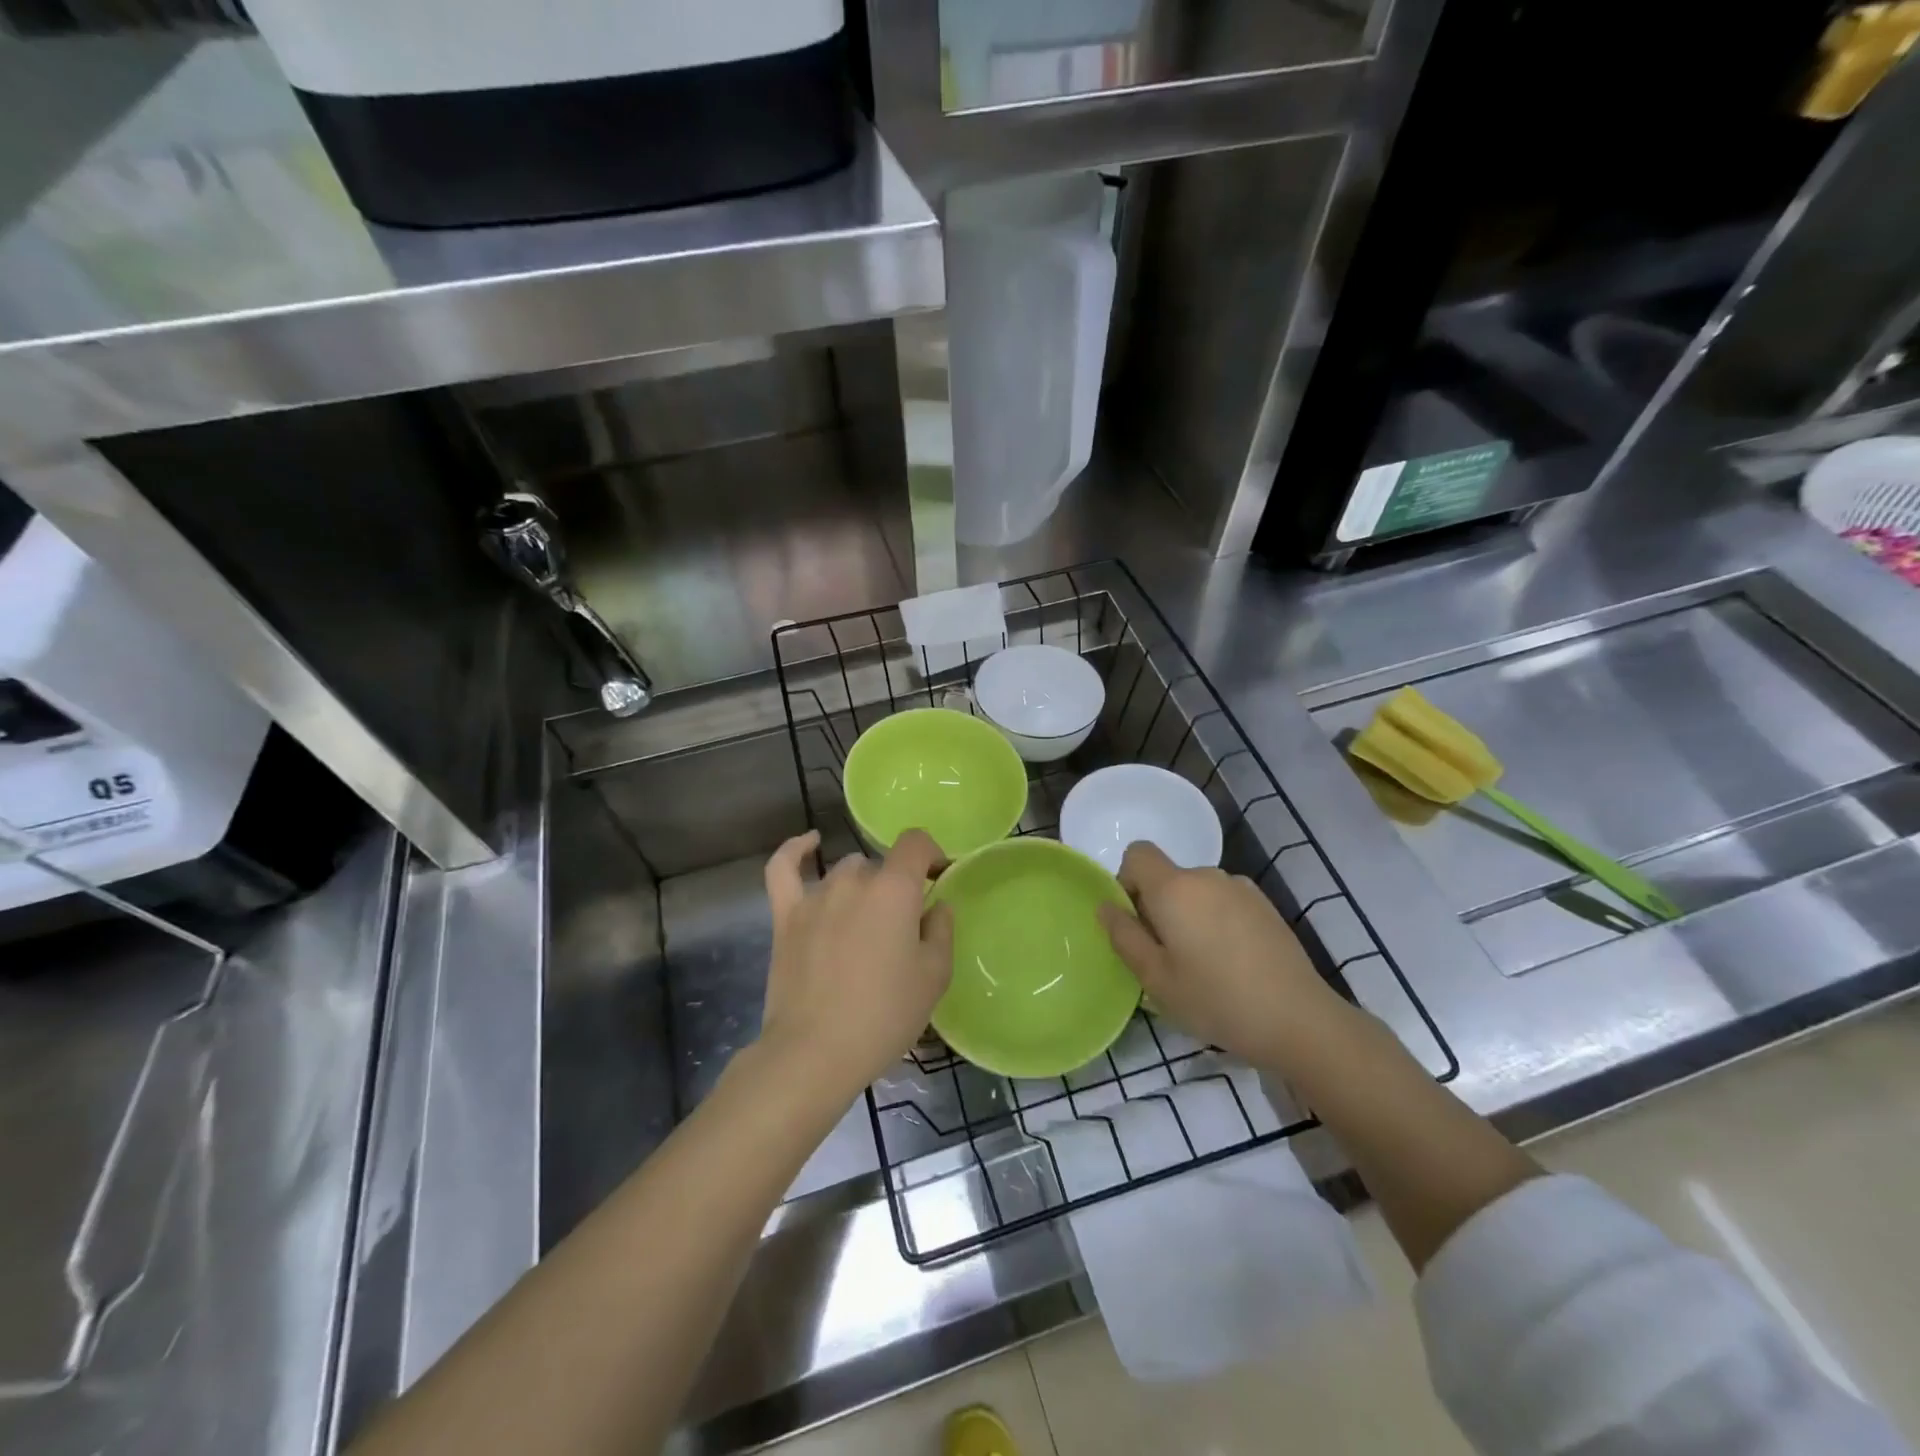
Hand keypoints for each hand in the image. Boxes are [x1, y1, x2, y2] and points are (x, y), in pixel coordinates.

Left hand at [757, 829, 954, 1102]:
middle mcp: (853, 880)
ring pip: (845, 873)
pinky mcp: (785, 915)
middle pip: (881, 867)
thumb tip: (936, 905)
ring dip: (861, 887)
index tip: (938, 879)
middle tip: (902, 929)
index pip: (915, 843)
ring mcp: (815, 896)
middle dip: (896, 888)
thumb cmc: (884, 1015)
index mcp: (894, 890)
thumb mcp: (933, 977)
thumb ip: (941, 930)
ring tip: (866, 924)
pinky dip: (796, 851)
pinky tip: (810, 843)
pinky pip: (784, 868)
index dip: (931, 854)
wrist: (815, 1052)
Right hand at [1097, 842, 1349, 1070]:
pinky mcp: (1265, 905)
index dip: (1127, 881)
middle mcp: (1207, 876)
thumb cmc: (1216, 1000)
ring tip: (1203, 964)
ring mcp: (1241, 888)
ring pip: (1197, 891)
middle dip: (1158, 906)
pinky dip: (1217, 920)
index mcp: (1174, 888)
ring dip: (1189, 915)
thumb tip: (1106, 906)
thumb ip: (1125, 937)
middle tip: (1167, 957)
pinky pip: (1224, 901)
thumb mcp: (1156, 979)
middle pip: (1168, 876)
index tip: (1136, 922)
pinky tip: (1233, 962)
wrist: (1298, 1019)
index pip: (1137, 854)